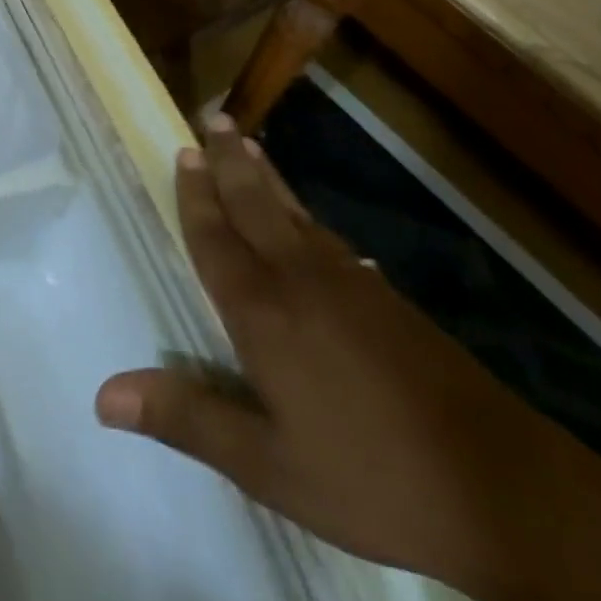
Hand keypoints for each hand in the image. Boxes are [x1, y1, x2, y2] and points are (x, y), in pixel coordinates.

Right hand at [93, 118, 600, 600]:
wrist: (496, 483)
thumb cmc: (368, 476)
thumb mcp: (267, 465)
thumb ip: (187, 419)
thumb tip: (104, 394)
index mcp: (263, 312)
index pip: (216, 238)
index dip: (196, 195)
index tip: (183, 150)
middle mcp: (299, 278)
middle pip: (254, 203)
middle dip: (228, 160)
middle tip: (212, 117)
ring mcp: (347, 281)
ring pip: (292, 211)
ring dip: (263, 175)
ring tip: (246, 144)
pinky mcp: (382, 294)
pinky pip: (324, 233)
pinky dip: (300, 210)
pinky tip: (305, 220)